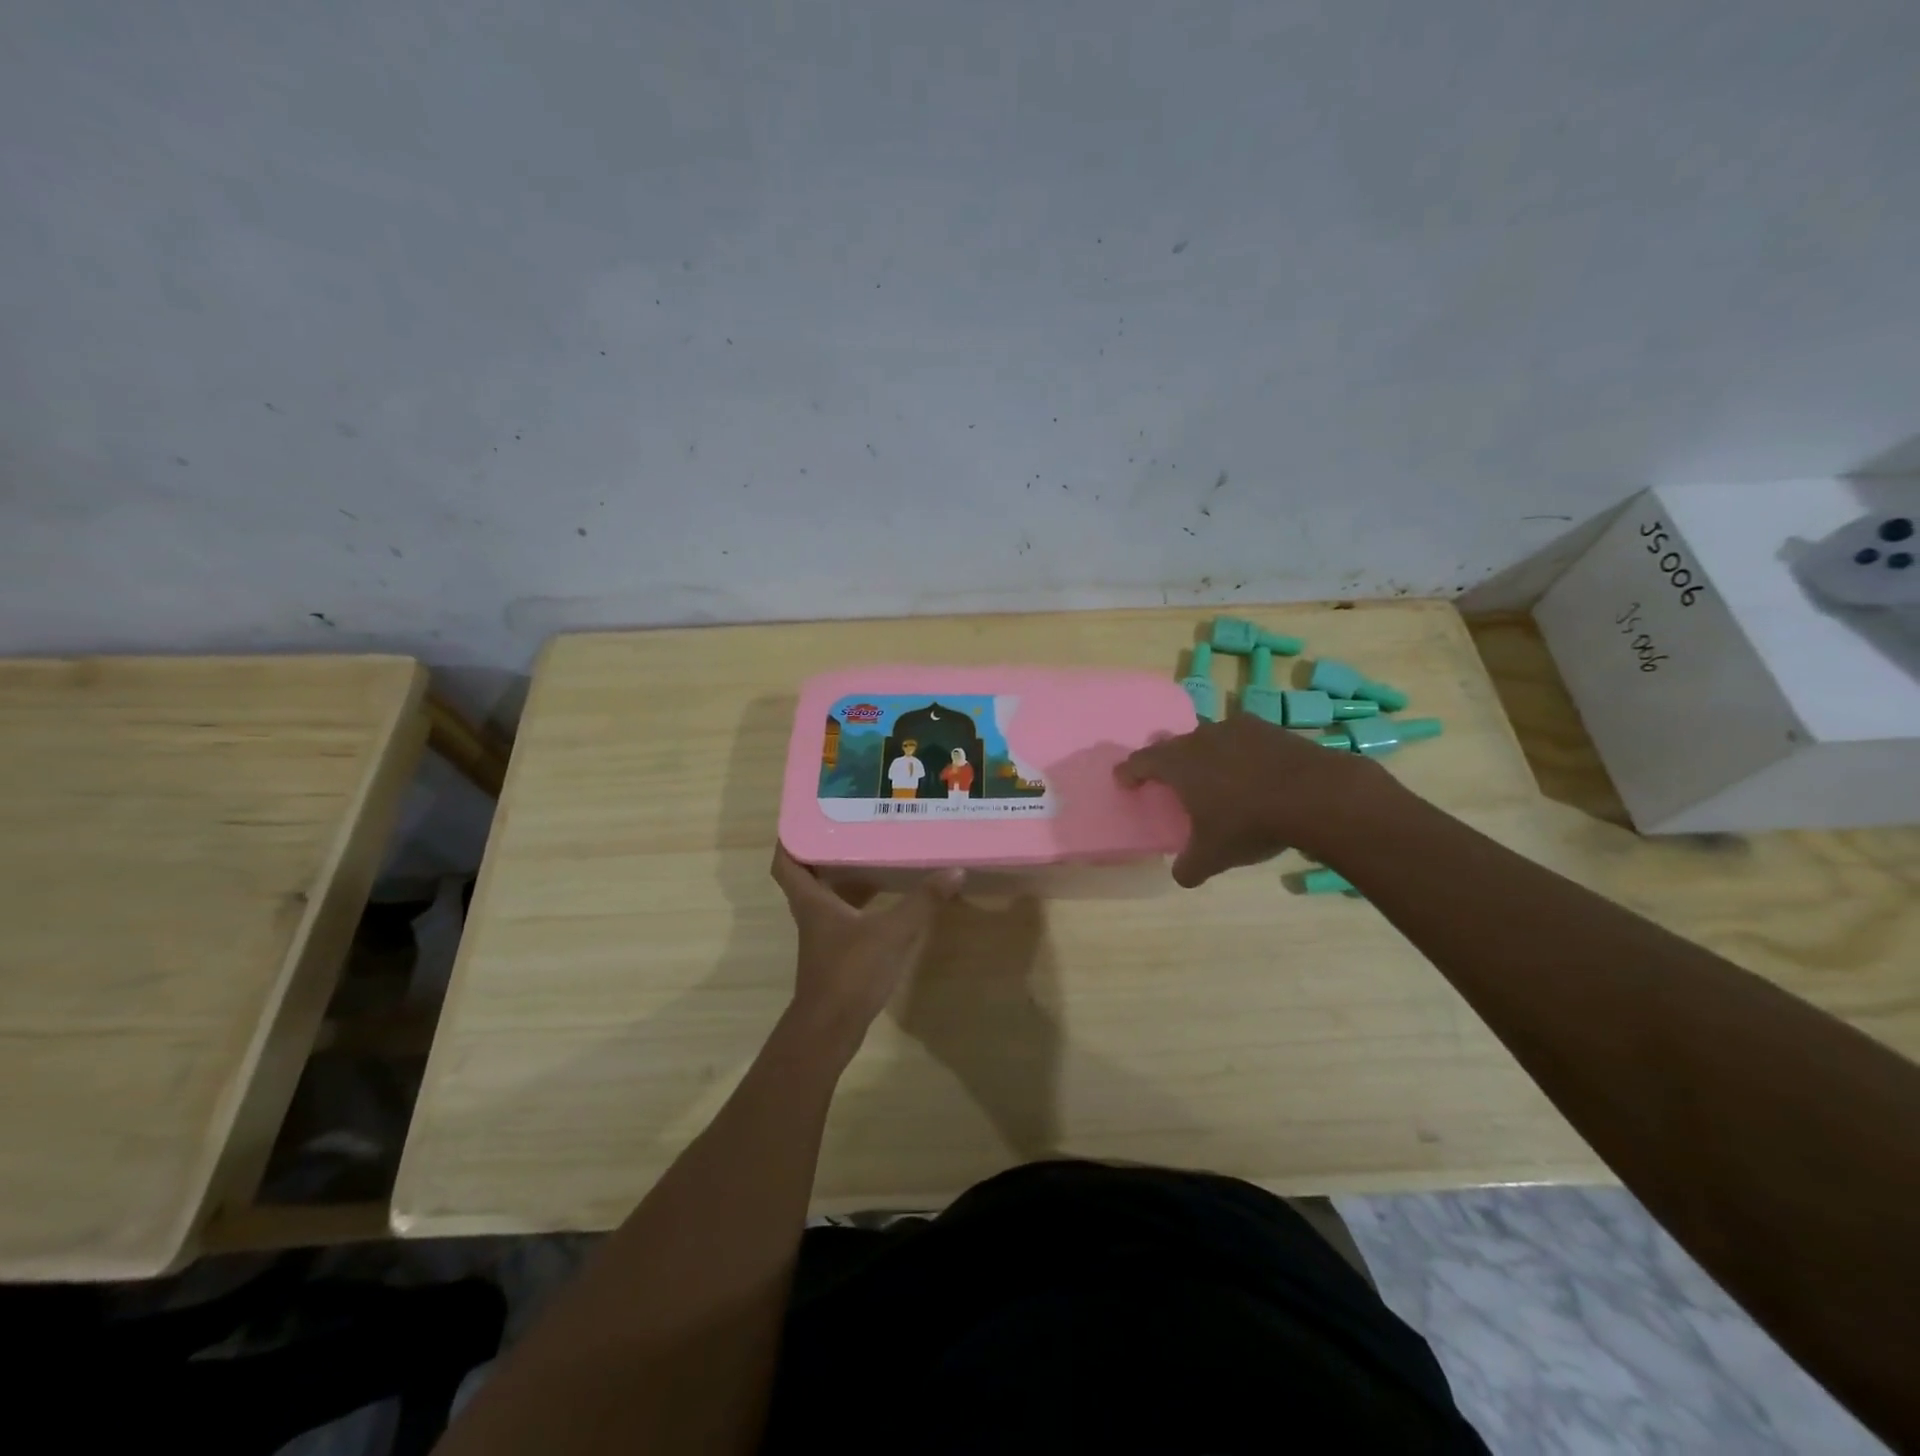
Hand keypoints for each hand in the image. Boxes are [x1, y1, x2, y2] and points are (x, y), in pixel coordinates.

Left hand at [770, 846, 961, 1046]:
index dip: (791, 839)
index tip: (807, 817)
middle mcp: (811, 914)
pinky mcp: (835, 955)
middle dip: (824, 851)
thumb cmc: (851, 972)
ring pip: (827, 896)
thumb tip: (955, 871)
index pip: (786, 863)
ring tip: (871, 852)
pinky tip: (884, 899)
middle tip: (851, 827)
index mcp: (812, 901)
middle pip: (808, 876)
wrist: (831, 1030)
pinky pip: (843, 916)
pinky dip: (858, 902)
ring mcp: (822, 937)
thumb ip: (922, 902)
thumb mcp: (892, 932)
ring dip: (843, 876)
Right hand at [1115, 712, 1382, 886]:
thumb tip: (1181, 876)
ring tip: (1214, 775)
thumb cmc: (1249, 823)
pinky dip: (1241, 754)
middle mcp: (1201, 738)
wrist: (1315, 795)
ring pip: (1210, 738)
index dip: (1129, 771)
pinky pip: (1244, 740)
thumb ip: (1190, 866)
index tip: (1123, 780)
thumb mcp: (1213, 855)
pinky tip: (1253, 773)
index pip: (1141, 761)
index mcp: (1178, 763)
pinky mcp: (1271, 729)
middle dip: (1168, 760)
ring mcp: (1238, 729)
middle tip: (1169, 777)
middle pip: (1174, 744)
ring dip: (1206, 754)